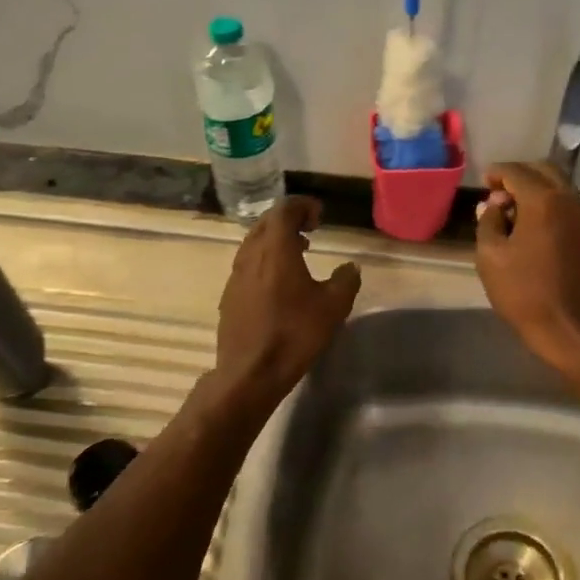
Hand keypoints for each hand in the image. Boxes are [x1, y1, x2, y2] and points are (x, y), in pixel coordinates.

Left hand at [214, 198, 360, 403]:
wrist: (250, 373)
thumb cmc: (295, 334)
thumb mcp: (333, 307)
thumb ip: (345, 280)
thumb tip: (350, 267)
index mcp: (275, 249)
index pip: (284, 210)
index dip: (303, 206)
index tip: (320, 215)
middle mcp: (251, 255)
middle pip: (265, 223)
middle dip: (288, 220)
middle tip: (310, 230)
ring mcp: (235, 276)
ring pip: (254, 244)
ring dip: (275, 241)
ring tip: (298, 253)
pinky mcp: (229, 297)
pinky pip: (247, 266)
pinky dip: (265, 261)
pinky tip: (279, 284)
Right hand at [475, 161, 579, 371]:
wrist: (573, 331)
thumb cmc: (525, 294)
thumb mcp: (491, 258)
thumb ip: (489, 222)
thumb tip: (493, 205)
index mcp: (543, 201)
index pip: (517, 171)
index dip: (497, 172)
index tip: (483, 181)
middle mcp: (569, 201)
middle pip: (544, 171)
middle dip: (519, 175)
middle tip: (497, 192)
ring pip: (559, 187)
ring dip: (535, 190)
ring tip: (511, 211)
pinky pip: (567, 206)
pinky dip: (548, 205)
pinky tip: (530, 227)